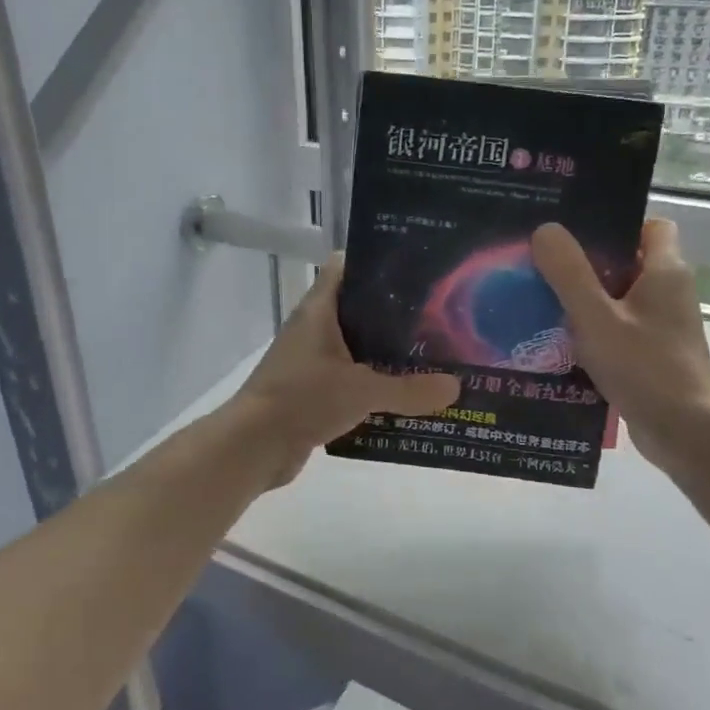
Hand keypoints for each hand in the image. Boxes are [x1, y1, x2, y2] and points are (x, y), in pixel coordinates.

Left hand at [233, 254, 459, 487]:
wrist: (253, 446)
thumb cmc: (303, 399)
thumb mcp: (362, 390)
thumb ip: (409, 389)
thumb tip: (456, 386)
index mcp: (319, 311)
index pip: (344, 267)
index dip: (375, 263)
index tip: (414, 269)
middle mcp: (313, 329)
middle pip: (356, 308)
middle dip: (393, 314)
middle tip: (436, 318)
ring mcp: (309, 361)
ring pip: (354, 347)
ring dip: (385, 353)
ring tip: (429, 356)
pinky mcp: (311, 391)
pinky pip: (348, 379)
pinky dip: (372, 384)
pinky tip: (403, 395)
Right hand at [531, 219, 709, 469]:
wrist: (683, 432)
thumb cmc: (643, 366)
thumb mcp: (595, 316)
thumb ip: (569, 272)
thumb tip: (546, 229)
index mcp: (666, 271)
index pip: (651, 226)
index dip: (618, 224)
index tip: (578, 235)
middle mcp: (671, 293)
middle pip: (629, 262)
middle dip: (588, 264)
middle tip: (546, 265)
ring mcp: (665, 326)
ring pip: (621, 298)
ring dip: (587, 301)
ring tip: (543, 302)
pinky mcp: (656, 354)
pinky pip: (621, 328)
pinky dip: (596, 330)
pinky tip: (561, 341)